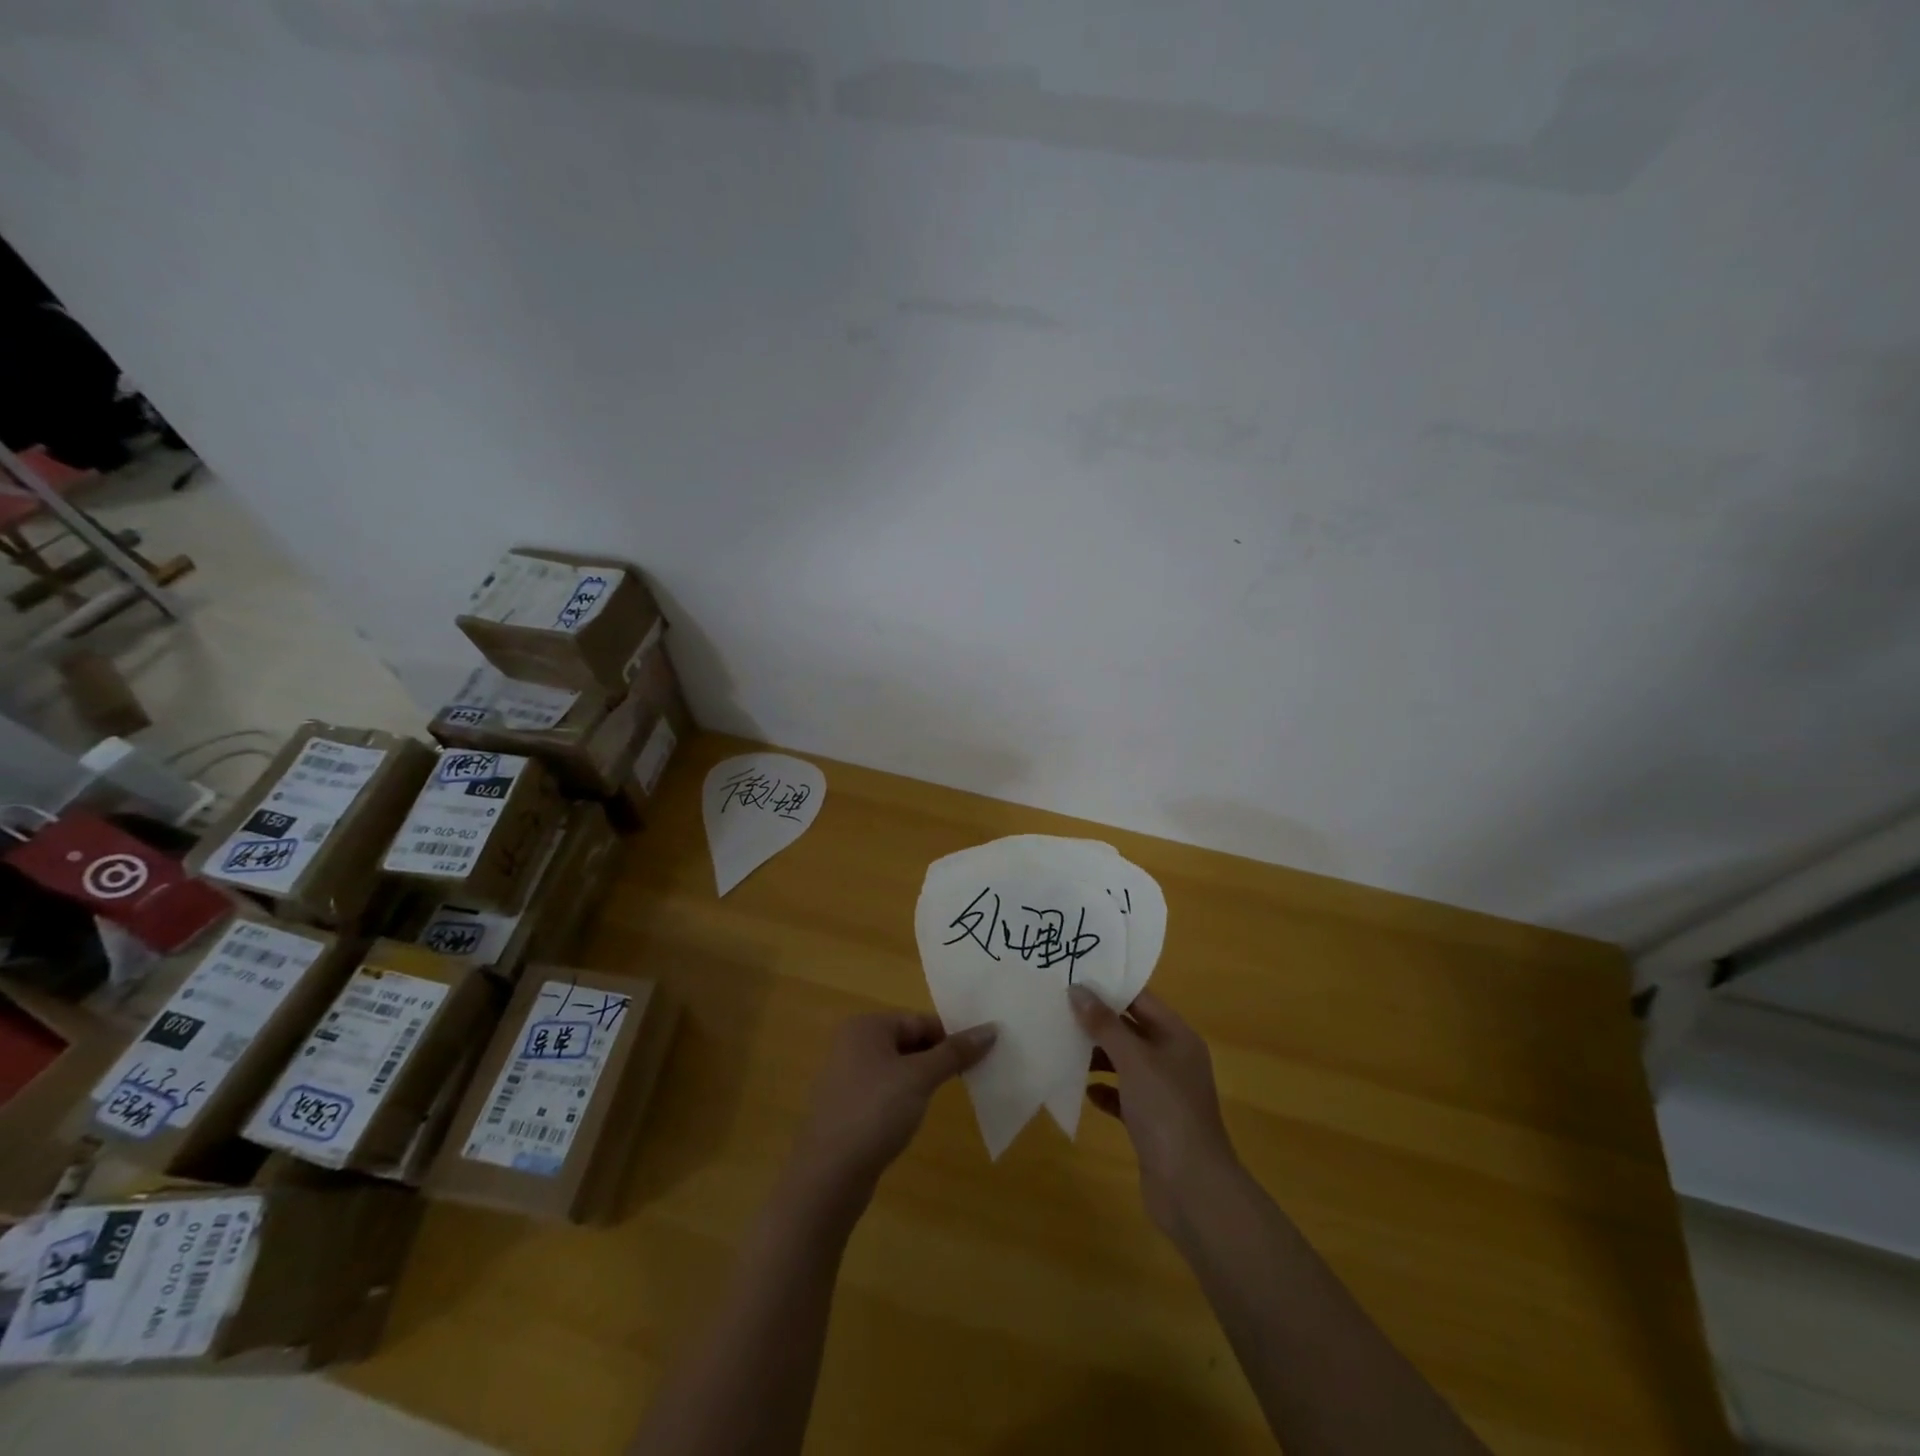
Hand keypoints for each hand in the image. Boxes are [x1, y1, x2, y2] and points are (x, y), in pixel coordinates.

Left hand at [787, 1012, 996, 1217]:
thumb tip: (990, 1029)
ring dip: (923, 1078)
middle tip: (970, 1075)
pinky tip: (916, 1116)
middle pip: (908, 1041)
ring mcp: (847, 1076)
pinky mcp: (848, 1107)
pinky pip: (885, 1091)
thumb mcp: (920, 1077)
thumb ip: (954, 1052)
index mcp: (866, 1026)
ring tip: (949, 1095)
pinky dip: (905, 1098)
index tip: (980, 1055)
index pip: (920, 1020)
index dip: (951, 1036)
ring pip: (898, 1068)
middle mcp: (852, 1043)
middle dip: (938, 1057)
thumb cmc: (876, 1112)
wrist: (829, 1175)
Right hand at [1070, 985, 1239, 1238]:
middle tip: (1058, 1008)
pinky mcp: (1151, 1123)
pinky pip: (1123, 1096)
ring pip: (1125, 1063)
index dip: (1110, 988)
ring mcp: (1163, 1093)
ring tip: (1062, 1045)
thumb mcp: (1134, 1060)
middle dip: (1098, 1021)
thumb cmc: (1166, 1112)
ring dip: (1097, 1056)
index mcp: (1177, 1037)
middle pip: (1131, 1029)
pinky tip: (1083, 1090)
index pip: (1141, 1000)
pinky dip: (1104, 1091)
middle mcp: (1173, 1060)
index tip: (1073, 977)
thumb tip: (1077, 989)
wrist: (1192, 1189)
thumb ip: (1105, 1024)